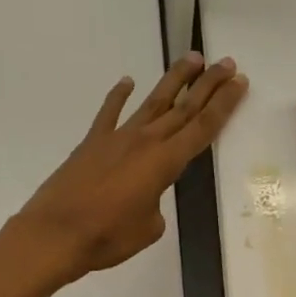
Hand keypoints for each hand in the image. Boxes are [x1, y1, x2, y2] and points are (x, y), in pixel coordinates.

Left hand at [6, 53, 247, 286]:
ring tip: (192, 59)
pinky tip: (127, 81)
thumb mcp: (147, 230)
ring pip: (152, 102)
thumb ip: (154, 207)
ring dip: (173, 80)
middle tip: (227, 63)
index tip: (239, 83)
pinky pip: (109, 113)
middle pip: (183, 108)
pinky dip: (118, 96)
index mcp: (164, 163)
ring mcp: (116, 138)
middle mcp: (145, 142)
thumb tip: (145, 198)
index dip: (223, 105)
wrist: (56, 233)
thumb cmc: (106, 237)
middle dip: (208, 85)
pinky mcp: (91, 143)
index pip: (202, 128)